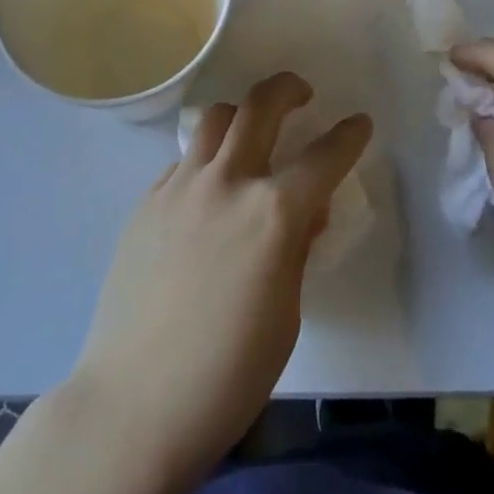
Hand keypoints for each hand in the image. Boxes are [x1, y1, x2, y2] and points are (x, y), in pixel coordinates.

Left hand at [71, 72, 371, 486]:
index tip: (359, 123)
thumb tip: (305, 211)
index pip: (324, 156)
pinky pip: (185, 160)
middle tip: (301, 95)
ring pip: (217, 119)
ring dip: (243, 115)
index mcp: (273, 214)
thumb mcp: (285, 314)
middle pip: (261, 105)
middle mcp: (228, 182)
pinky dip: (207, 161)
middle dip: (289, 88)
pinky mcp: (148, 200)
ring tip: (251, 135)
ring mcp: (181, 186)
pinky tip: (208, 194)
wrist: (134, 404)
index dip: (349, 135)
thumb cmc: (227, 375)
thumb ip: (296, 248)